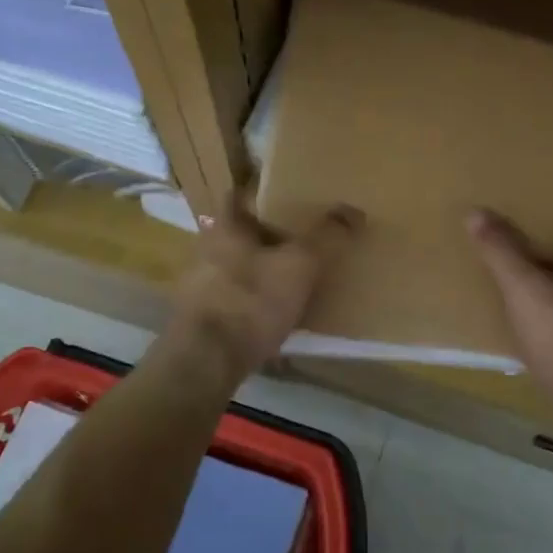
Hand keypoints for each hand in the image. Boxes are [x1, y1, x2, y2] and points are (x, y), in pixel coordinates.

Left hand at [165, 186, 361, 381]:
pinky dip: (254, 301)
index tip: (286, 193)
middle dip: (266, 234)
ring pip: (236, 266)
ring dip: (260, 270)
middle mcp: (206, 250)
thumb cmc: (250, 301)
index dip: (260, 190)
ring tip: (293, 277)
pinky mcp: (202, 319)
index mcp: (225, 227)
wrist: (206, 362)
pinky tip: (276, 315)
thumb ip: (326, 236)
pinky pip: (235, 299)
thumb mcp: (299, 265)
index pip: (238, 194)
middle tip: (300, 236)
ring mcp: (199, 286)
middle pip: (239, 232)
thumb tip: (353, 210)